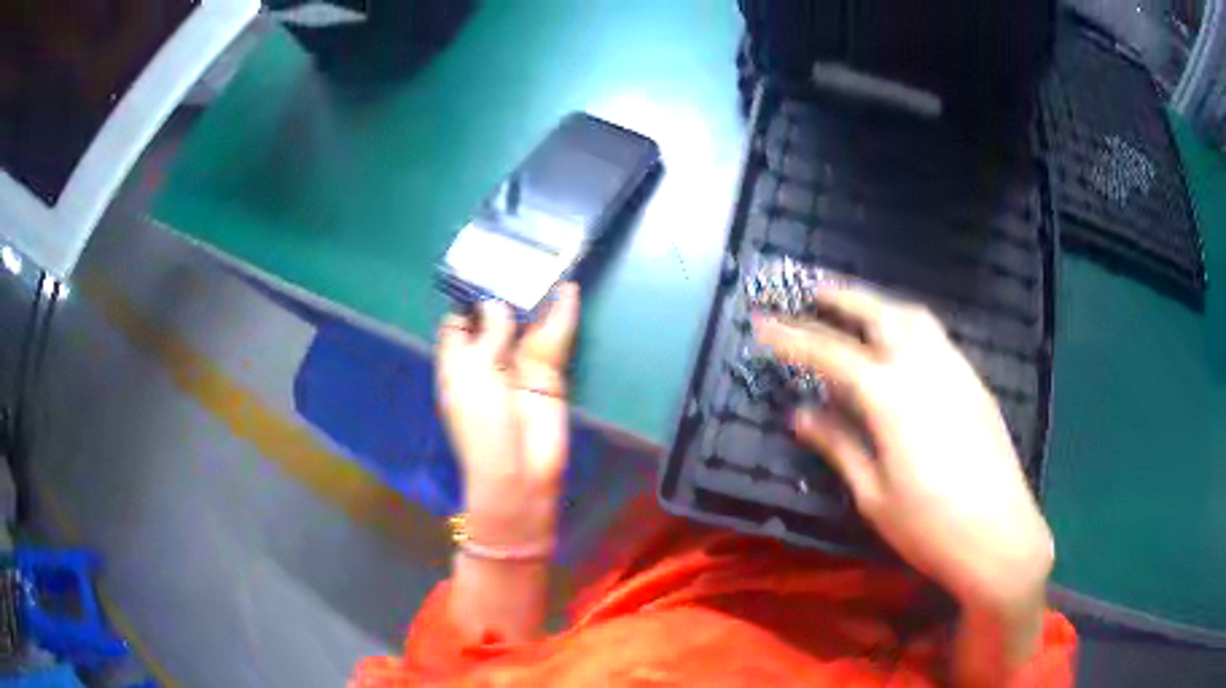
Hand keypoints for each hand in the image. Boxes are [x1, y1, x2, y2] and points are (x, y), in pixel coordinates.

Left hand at [436, 285, 579, 545]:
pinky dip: (561, 316)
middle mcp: (487, 360)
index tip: (480, 267)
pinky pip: (554, 340)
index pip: (458, 323)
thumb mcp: (474, 375)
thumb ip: (488, 336)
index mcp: (458, 363)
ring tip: (544, 264)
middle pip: (495, 319)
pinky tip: (567, 291)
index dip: (467, 299)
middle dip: (505, 293)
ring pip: (527, 326)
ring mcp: (519, 367)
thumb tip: (497, 305)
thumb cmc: (482, 424)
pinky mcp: (548, 375)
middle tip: (517, 255)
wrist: (519, 472)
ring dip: (535, 300)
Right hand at [754, 285, 1052, 614]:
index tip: (763, 323)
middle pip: (880, 314)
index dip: (793, 338)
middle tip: (813, 291)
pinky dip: (909, 326)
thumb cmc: (929, 527)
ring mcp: (956, 371)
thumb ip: (839, 445)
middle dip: (843, 298)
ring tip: (856, 309)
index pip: (831, 355)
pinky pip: (936, 337)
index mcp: (892, 397)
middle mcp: (926, 368)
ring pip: (914, 318)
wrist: (1000, 536)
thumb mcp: (873, 494)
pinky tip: (901, 347)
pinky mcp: (975, 383)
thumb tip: (802, 415)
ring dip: (880, 305)